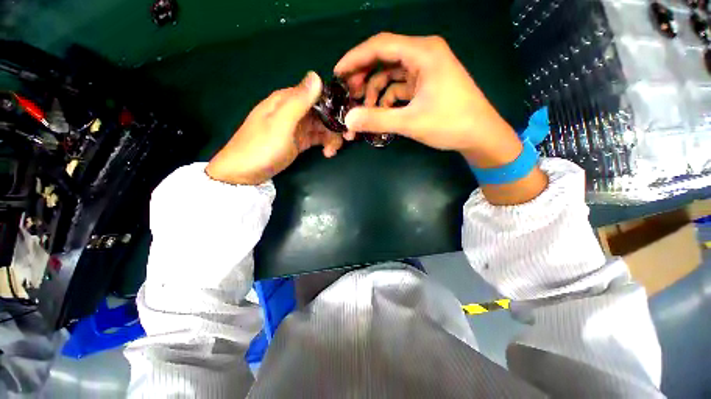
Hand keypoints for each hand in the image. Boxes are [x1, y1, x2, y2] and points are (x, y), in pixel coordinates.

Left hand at [206, 72, 343, 184]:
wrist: (244, 173)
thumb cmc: (262, 147)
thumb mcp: (281, 124)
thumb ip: (299, 101)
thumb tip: (317, 75)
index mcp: (287, 100)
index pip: (317, 94)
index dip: (334, 105)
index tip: (348, 119)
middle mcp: (293, 111)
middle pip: (322, 112)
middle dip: (335, 125)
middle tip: (346, 139)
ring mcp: (296, 127)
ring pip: (321, 127)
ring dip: (331, 137)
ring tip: (332, 152)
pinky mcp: (297, 141)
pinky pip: (316, 138)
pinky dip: (324, 144)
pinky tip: (327, 153)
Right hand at [334, 33, 521, 167]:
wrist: (480, 135)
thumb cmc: (450, 124)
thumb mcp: (411, 122)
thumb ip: (378, 120)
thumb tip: (349, 120)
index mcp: (423, 53)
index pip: (380, 45)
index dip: (355, 58)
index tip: (338, 73)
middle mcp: (424, 54)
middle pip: (384, 57)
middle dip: (364, 75)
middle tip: (349, 93)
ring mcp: (426, 70)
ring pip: (391, 74)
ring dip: (375, 90)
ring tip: (364, 109)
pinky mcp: (426, 84)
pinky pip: (400, 86)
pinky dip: (388, 98)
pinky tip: (382, 112)